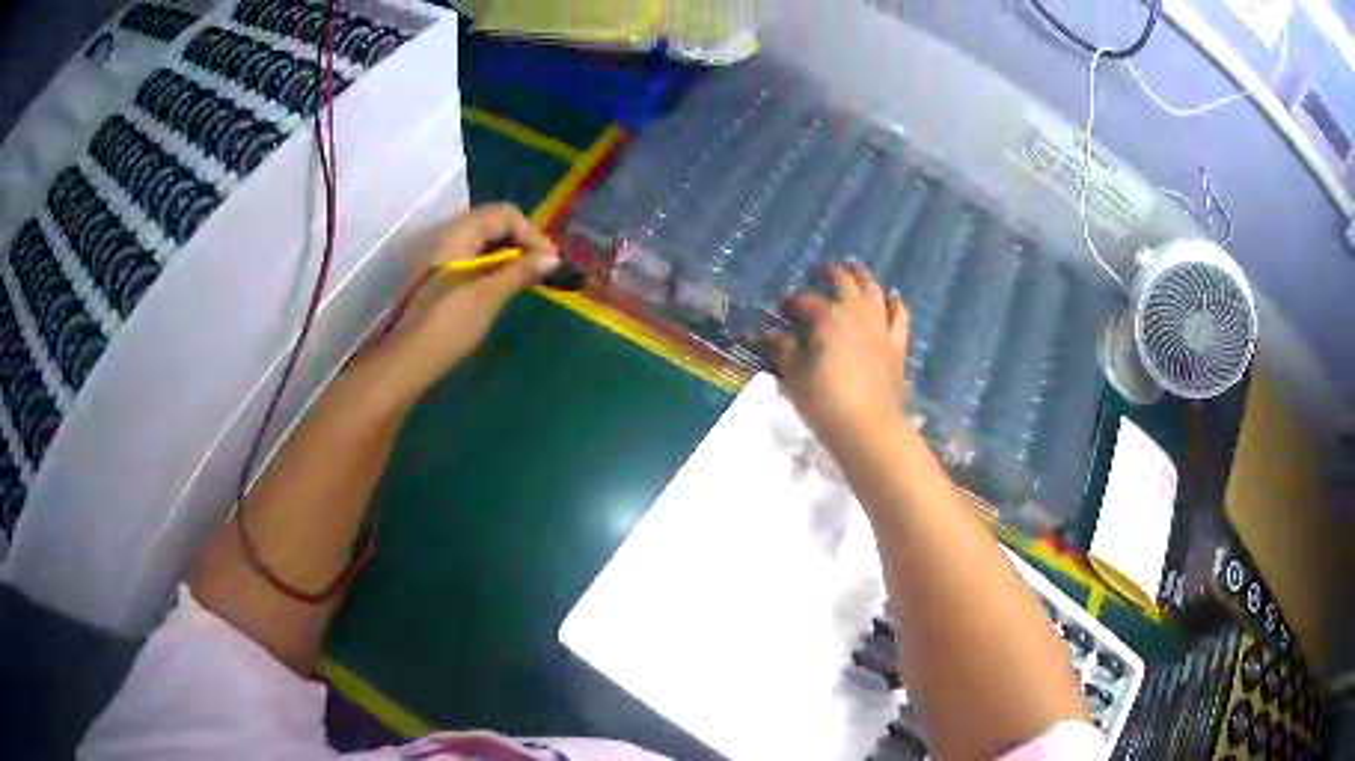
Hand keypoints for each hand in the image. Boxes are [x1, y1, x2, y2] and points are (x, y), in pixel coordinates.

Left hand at [355, 204, 558, 405]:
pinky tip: (506, 283)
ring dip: (509, 253)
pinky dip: (493, 263)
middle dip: (521, 241)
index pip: (504, 215)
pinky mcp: (439, 272)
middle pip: (493, 222)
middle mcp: (448, 234)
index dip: (530, 233)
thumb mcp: (488, 296)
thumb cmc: (448, 326)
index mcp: (457, 233)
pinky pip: (472, 255)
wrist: (407, 360)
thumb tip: (553, 257)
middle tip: (542, 267)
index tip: (548, 260)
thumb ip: (520, 271)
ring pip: (483, 239)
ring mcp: (441, 253)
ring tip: (529, 277)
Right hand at [766, 261, 909, 450]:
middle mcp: (857, 315)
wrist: (869, 427)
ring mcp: (881, 328)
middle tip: (825, 268)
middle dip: (834, 274)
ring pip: (874, 292)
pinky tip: (891, 298)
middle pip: (846, 284)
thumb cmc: (825, 403)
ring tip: (856, 269)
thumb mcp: (796, 378)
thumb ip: (785, 351)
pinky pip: (899, 316)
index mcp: (828, 319)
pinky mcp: (897, 345)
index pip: (808, 301)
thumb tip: (770, 333)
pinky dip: (894, 303)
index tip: (784, 306)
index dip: (794, 301)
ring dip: (864, 278)